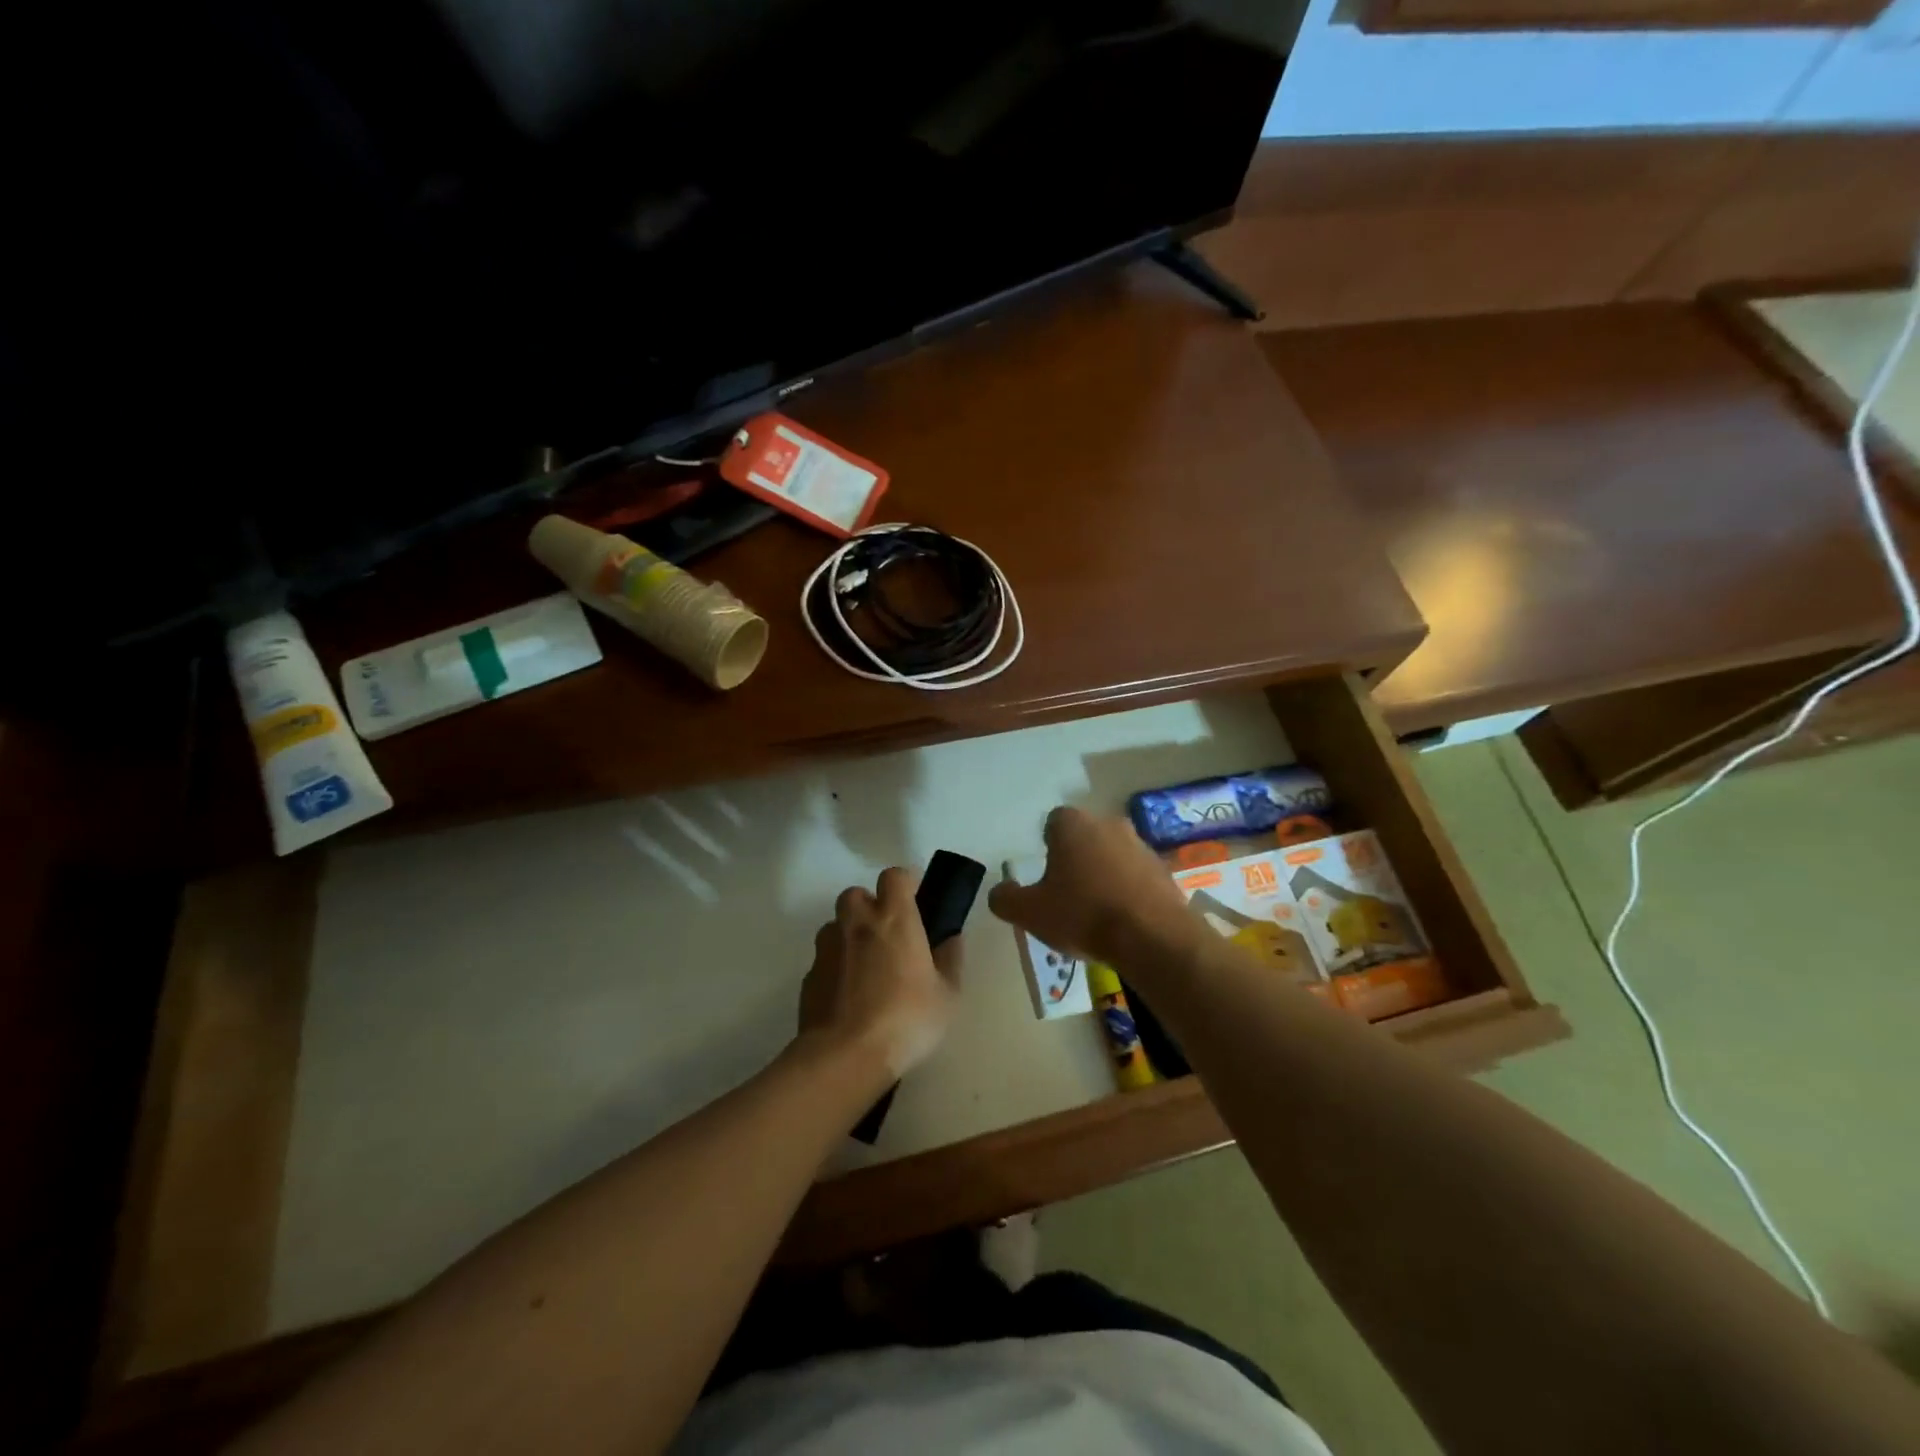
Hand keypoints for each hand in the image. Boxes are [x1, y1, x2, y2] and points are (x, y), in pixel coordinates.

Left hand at [799, 867, 962, 1077]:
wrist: (846, 1056)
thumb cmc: (906, 1019)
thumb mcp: (947, 996)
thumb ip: (951, 960)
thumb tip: (952, 938)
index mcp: (894, 919)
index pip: (894, 876)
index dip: (904, 883)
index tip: (915, 902)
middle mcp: (857, 924)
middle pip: (856, 894)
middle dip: (869, 905)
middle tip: (887, 934)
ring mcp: (828, 948)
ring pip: (835, 925)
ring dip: (849, 935)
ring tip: (866, 967)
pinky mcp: (809, 976)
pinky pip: (824, 960)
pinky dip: (836, 968)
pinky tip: (848, 997)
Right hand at [987, 806, 1192, 966]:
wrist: (1153, 937)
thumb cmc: (1083, 915)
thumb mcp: (1030, 913)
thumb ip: (1006, 899)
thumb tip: (999, 891)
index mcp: (1072, 824)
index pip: (1052, 823)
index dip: (1046, 847)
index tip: (1045, 877)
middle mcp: (1107, 823)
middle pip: (1084, 837)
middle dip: (1075, 859)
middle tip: (1067, 895)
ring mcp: (1140, 844)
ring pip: (1111, 854)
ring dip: (1103, 874)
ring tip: (1096, 912)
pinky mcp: (1163, 869)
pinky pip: (1136, 875)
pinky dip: (1127, 890)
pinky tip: (1122, 920)